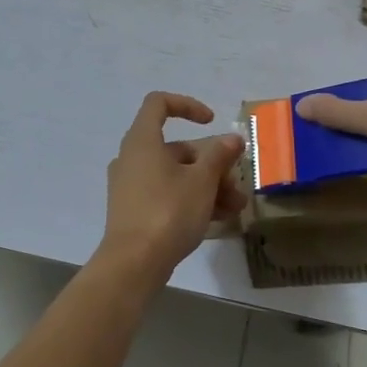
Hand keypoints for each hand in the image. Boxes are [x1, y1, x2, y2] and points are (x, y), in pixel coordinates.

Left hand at [98, 93, 246, 277]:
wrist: (134, 263)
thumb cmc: (168, 211)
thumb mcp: (202, 181)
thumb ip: (219, 155)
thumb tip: (232, 139)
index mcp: (142, 141)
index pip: (159, 104)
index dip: (188, 105)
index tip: (212, 122)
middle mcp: (132, 158)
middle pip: (176, 148)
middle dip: (211, 163)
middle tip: (236, 184)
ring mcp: (130, 186)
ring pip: (175, 175)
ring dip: (207, 186)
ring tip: (235, 208)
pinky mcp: (133, 210)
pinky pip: (166, 194)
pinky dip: (191, 200)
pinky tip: (218, 219)